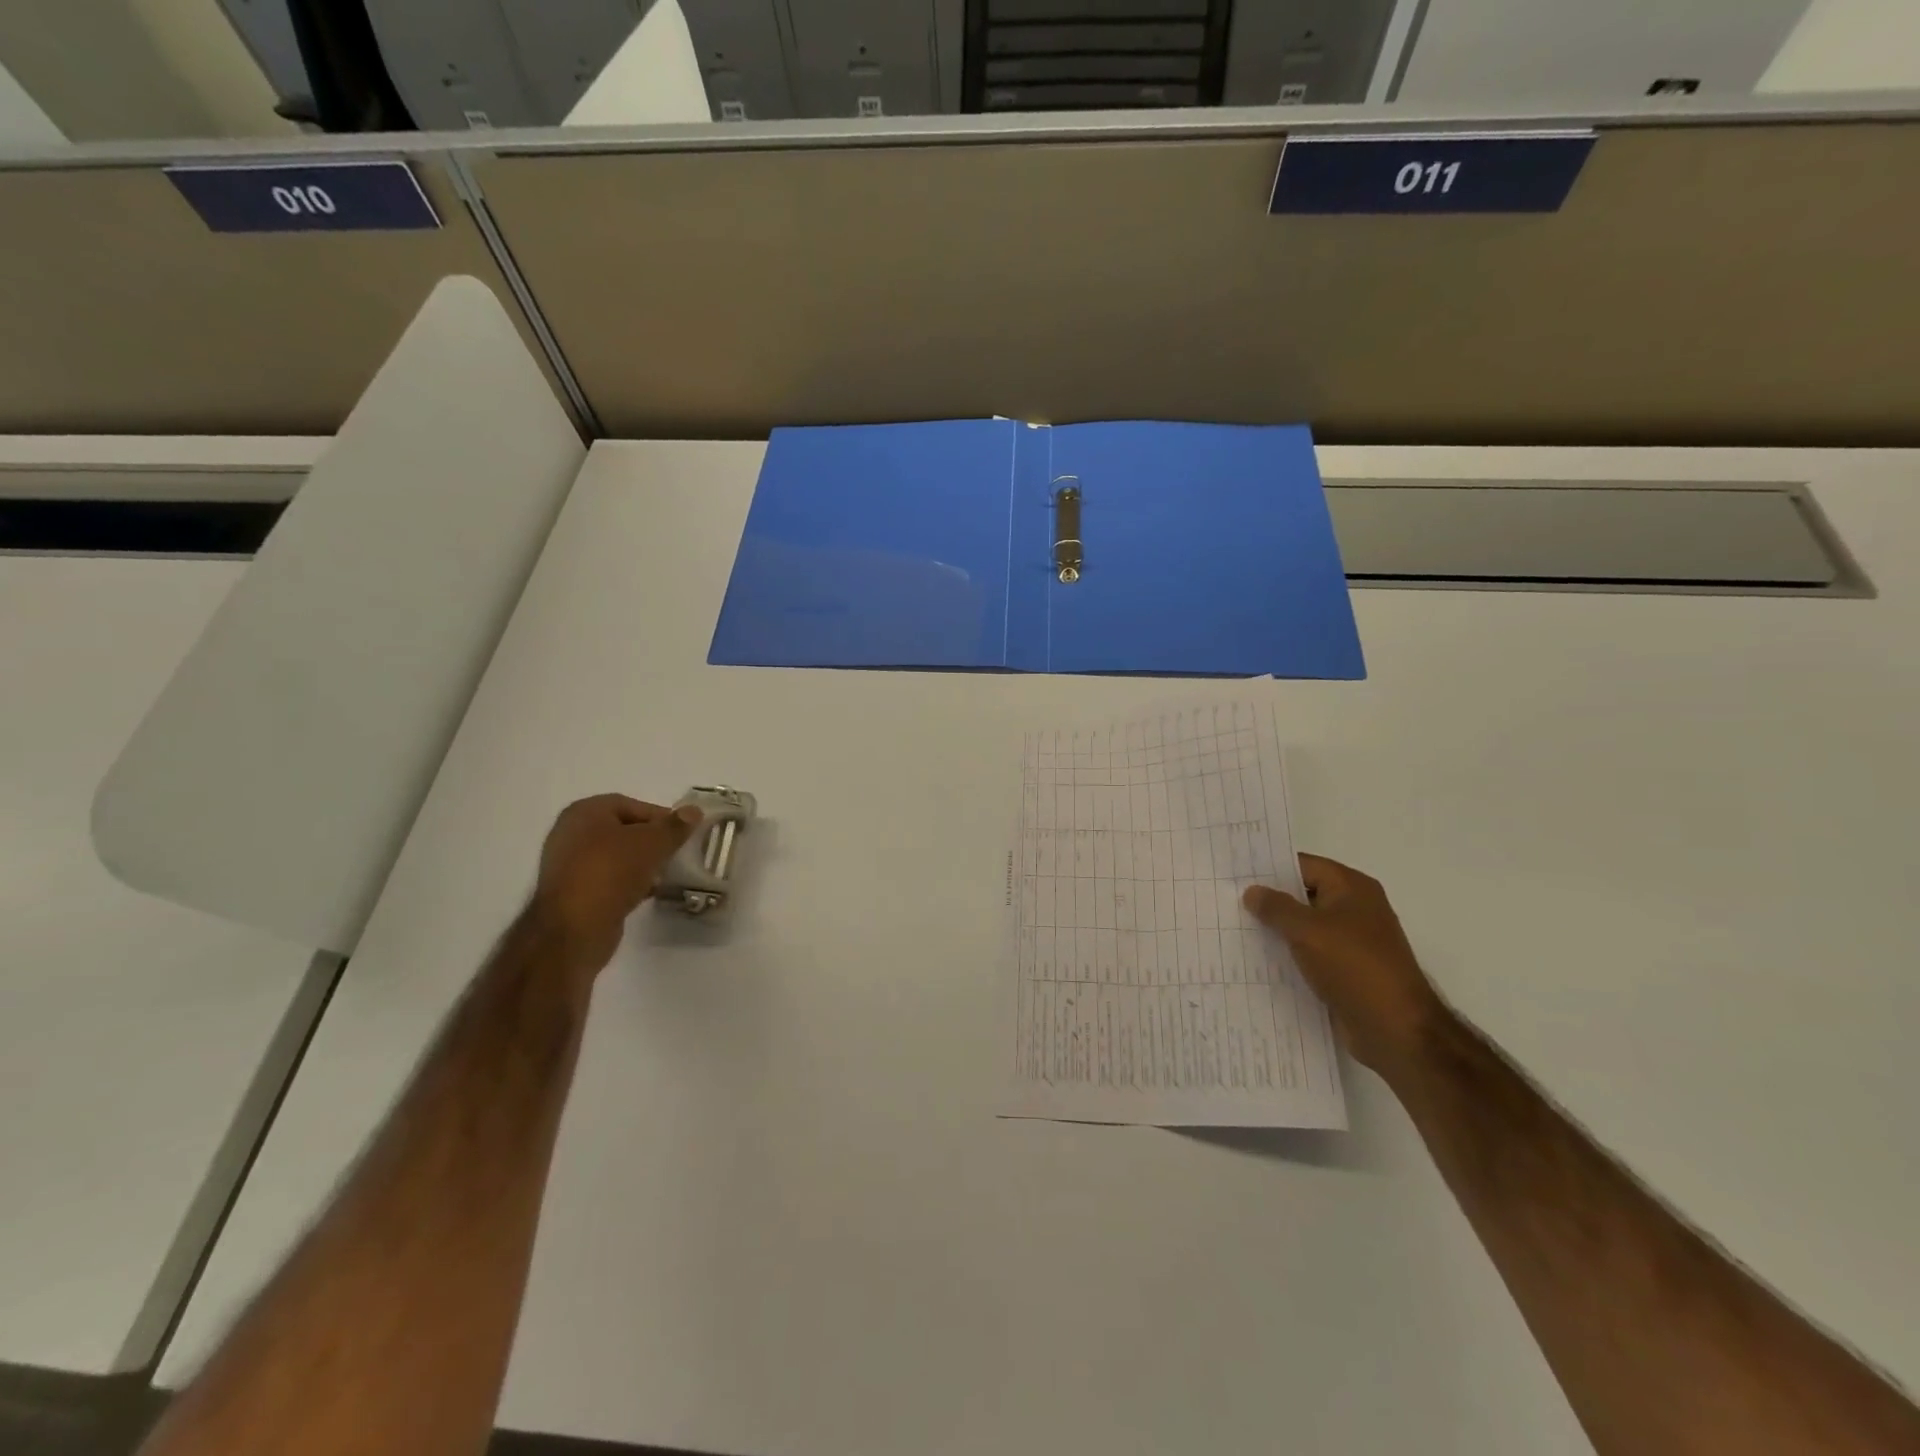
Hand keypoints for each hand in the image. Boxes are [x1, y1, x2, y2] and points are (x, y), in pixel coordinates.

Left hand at [532, 795, 701, 975]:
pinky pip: (609, 879)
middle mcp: (571, 833)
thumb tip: (694, 811)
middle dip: (652, 841)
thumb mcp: (651, 843)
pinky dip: (629, 882)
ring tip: (666, 874)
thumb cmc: (611, 872)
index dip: (660, 817)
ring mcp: (569, 865)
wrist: (574, 929)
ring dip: (642, 863)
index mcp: (584, 812)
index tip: (683, 833)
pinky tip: (649, 892)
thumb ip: (674, 826)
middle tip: (677, 852)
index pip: (632, 805)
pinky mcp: (574, 892)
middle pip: (624, 830)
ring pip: (617, 857)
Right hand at [1243, 855, 1447, 1078]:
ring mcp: (1353, 941)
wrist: (1396, 1029)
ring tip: (1234, 928)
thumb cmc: (1354, 967)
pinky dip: (1289, 954)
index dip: (1269, 868)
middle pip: (1304, 894)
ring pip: (1305, 926)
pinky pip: (1311, 953)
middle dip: (1269, 899)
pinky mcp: (1347, 970)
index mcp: (1352, 888)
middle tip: (1227, 900)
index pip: (1303, 865)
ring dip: (1277, 929)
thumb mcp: (1308, 930)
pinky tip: (1258, 960)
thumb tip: (1252, 891)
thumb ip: (1276, 907)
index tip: (1234, 873)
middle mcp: (1355, 908)